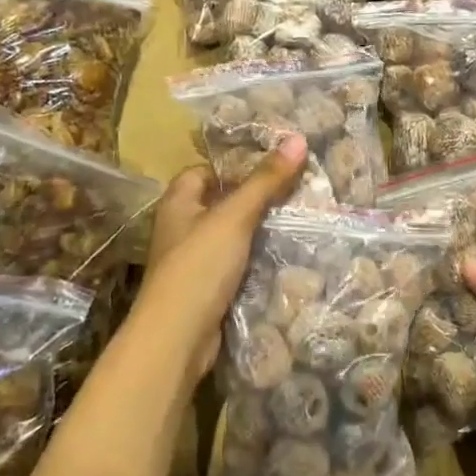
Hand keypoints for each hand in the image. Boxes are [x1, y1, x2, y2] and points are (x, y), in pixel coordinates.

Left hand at [132, 137, 306, 381]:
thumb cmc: (199, 266)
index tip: (272, 165)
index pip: (204, 171)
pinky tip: (282, 256)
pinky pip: (234, 264)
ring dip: (257, 230)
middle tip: (294, 190)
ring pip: (229, 235)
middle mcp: (181, 228)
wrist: (177, 337)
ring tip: (297, 219)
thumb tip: (297, 138)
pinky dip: (254, 259)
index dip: (233, 166)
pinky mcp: (206, 289)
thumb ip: (265, 181)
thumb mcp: (235, 217)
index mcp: (178, 203)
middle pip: (220, 202)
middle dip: (253, 197)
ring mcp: (192, 261)